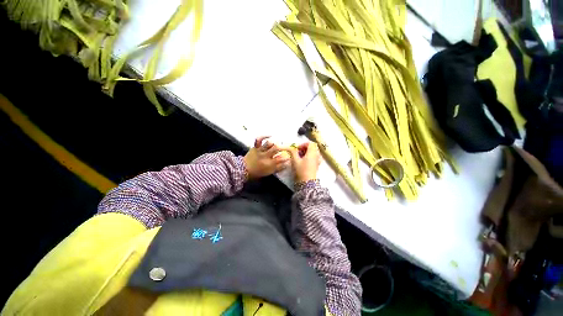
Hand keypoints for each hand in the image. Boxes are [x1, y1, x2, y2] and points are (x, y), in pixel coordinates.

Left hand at [244, 136, 289, 179]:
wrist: (244, 170)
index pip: (281, 159)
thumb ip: (278, 168)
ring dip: (274, 143)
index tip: (289, 157)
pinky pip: (259, 139)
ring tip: (277, 143)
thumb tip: (287, 163)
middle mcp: (265, 156)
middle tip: (284, 148)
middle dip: (282, 147)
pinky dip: (264, 136)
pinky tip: (270, 135)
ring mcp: (260, 150)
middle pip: (276, 148)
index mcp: (269, 164)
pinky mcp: (255, 147)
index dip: (286, 157)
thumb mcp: (269, 172)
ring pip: (269, 143)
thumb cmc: (257, 172)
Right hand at [286, 142, 320, 182]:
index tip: (298, 148)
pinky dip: (310, 156)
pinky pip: (315, 157)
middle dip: (305, 148)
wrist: (307, 182)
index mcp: (312, 153)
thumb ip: (293, 152)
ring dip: (307, 152)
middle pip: (313, 147)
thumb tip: (291, 148)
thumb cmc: (301, 171)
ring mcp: (318, 160)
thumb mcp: (295, 160)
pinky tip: (304, 161)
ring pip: (314, 152)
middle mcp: (317, 155)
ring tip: (301, 157)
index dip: (304, 144)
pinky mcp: (317, 165)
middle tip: (299, 152)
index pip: (311, 143)